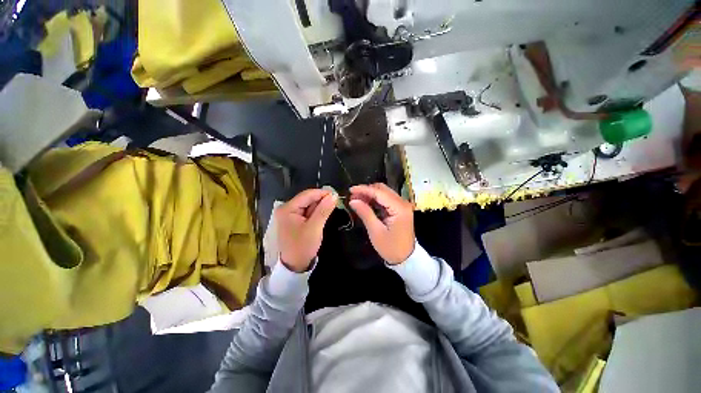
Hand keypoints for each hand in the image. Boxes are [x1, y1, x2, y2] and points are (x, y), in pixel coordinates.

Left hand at [277, 189, 336, 271]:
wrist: (295, 265)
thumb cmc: (303, 246)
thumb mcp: (315, 228)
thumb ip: (323, 210)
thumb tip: (334, 195)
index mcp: (288, 208)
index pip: (307, 194)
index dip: (322, 193)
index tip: (337, 195)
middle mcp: (287, 208)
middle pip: (308, 198)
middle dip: (321, 201)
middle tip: (336, 204)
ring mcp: (290, 214)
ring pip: (309, 205)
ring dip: (320, 207)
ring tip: (330, 210)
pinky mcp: (295, 219)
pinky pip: (308, 211)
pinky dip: (316, 213)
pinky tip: (322, 216)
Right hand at [349, 183, 414, 263]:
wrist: (406, 259)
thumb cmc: (391, 247)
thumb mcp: (375, 231)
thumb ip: (365, 213)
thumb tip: (353, 200)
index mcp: (399, 208)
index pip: (379, 192)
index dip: (364, 189)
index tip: (350, 190)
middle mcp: (403, 203)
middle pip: (382, 189)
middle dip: (366, 190)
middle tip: (353, 196)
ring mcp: (402, 205)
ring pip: (384, 192)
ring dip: (370, 194)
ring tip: (356, 199)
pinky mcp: (400, 208)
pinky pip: (386, 199)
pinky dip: (375, 199)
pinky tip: (366, 203)